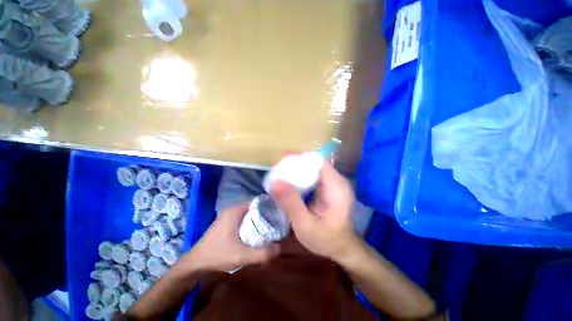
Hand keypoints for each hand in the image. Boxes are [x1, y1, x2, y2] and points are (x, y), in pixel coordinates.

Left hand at [179, 203, 279, 272]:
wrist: (195, 264)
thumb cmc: (217, 255)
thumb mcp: (241, 256)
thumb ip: (262, 253)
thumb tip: (280, 248)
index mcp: (235, 210)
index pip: (257, 202)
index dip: (269, 206)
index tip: (279, 213)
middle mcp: (232, 209)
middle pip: (254, 207)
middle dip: (265, 214)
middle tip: (277, 222)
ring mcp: (229, 216)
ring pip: (250, 213)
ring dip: (259, 219)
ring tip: (271, 226)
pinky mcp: (228, 222)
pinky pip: (244, 218)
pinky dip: (252, 223)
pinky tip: (258, 232)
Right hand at [271, 162, 359, 262]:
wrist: (342, 248)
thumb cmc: (326, 240)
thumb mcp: (305, 224)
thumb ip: (290, 202)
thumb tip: (275, 181)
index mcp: (336, 186)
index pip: (317, 161)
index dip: (299, 160)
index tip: (282, 164)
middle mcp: (338, 181)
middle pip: (315, 164)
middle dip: (296, 165)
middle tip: (279, 172)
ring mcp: (335, 184)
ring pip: (314, 169)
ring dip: (298, 171)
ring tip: (282, 176)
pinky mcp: (330, 188)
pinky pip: (315, 176)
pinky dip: (302, 178)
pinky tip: (292, 185)